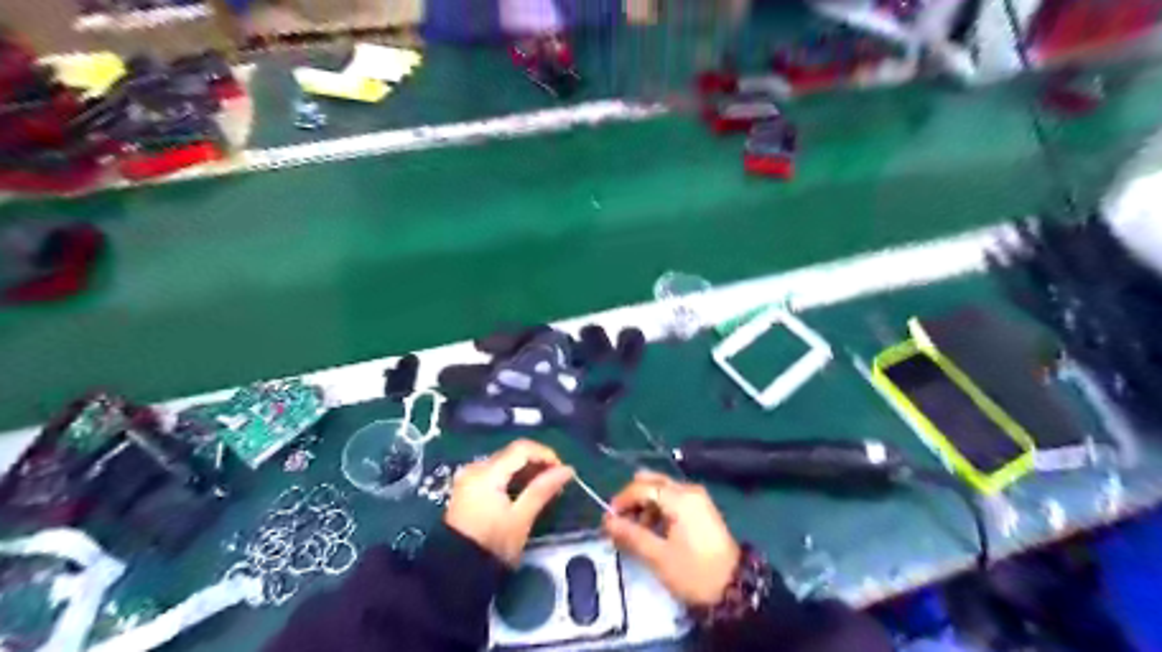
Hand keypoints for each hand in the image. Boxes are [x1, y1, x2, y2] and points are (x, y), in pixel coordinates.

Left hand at [444, 437, 573, 564]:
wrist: (456, 572)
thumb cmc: (492, 545)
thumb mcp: (521, 518)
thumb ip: (543, 489)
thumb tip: (568, 470)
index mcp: (486, 473)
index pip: (521, 448)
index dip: (545, 454)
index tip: (562, 470)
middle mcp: (475, 468)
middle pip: (512, 453)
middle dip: (537, 462)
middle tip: (557, 480)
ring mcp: (469, 477)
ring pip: (505, 462)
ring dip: (526, 470)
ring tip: (545, 487)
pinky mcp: (468, 487)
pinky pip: (496, 472)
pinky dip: (513, 478)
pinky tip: (526, 491)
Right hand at [603, 469, 738, 605]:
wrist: (735, 591)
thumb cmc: (694, 573)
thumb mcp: (658, 556)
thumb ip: (630, 534)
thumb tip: (606, 522)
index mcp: (679, 497)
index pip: (642, 487)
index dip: (621, 501)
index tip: (608, 520)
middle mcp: (689, 490)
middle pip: (652, 482)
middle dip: (633, 500)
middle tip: (620, 522)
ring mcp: (697, 498)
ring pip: (662, 490)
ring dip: (645, 506)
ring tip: (635, 533)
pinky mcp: (701, 509)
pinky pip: (673, 500)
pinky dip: (658, 510)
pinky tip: (653, 532)